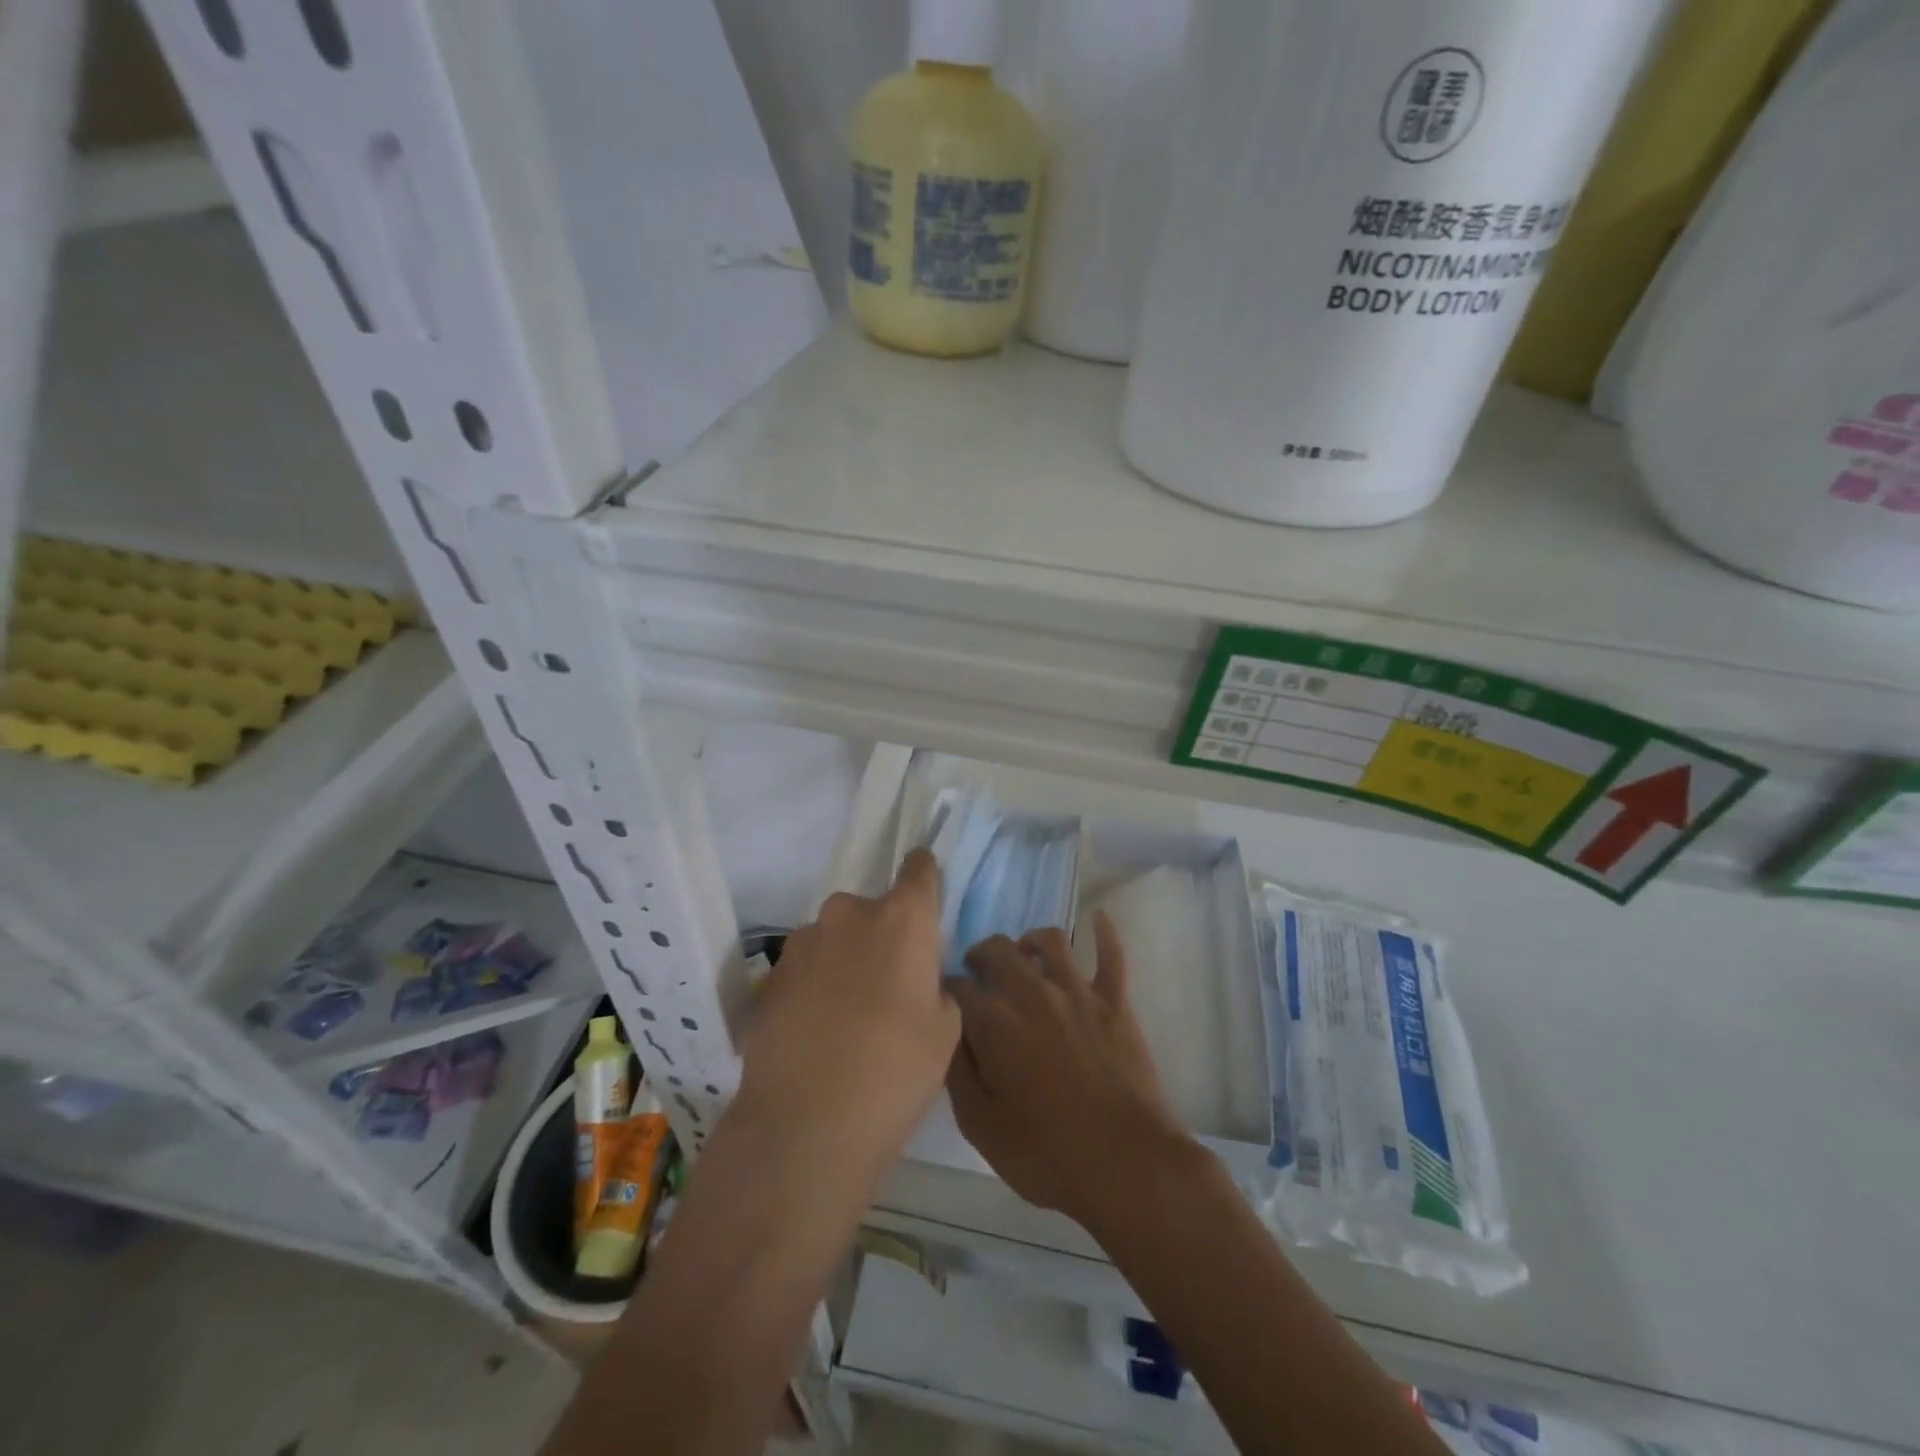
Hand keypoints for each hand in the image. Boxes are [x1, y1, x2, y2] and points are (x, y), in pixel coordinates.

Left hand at [737, 849, 958, 1177]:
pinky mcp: (769, 975)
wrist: (805, 1125)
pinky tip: (815, 1032)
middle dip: (881, 936)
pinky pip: (804, 968)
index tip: (925, 892)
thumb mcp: (946, 1030)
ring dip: (843, 960)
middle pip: (873, 910)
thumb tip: (917, 979)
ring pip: (834, 938)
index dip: (924, 875)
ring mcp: (802, 942)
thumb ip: (936, 985)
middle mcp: (849, 914)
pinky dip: (813, 986)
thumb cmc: (895, 1072)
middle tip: (887, 984)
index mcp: (902, 919)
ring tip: (846, 1016)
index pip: (918, 868)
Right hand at [948, 913, 1190, 1226]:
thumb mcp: (981, 1126)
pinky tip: (1098, 918)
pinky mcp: (1114, 1001)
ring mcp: (1077, 992)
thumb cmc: (1046, 1153)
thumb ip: (958, 1073)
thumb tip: (947, 1035)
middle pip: (998, 950)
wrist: (1126, 1163)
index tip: (948, 1001)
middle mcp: (1032, 992)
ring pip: (1050, 941)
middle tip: (980, 972)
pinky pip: (1112, 955)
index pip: (958, 987)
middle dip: (981, 955)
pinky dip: (1104, 932)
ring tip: (1025, 953)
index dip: (948, 990)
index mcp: (994, 1022)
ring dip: (1030, 941)